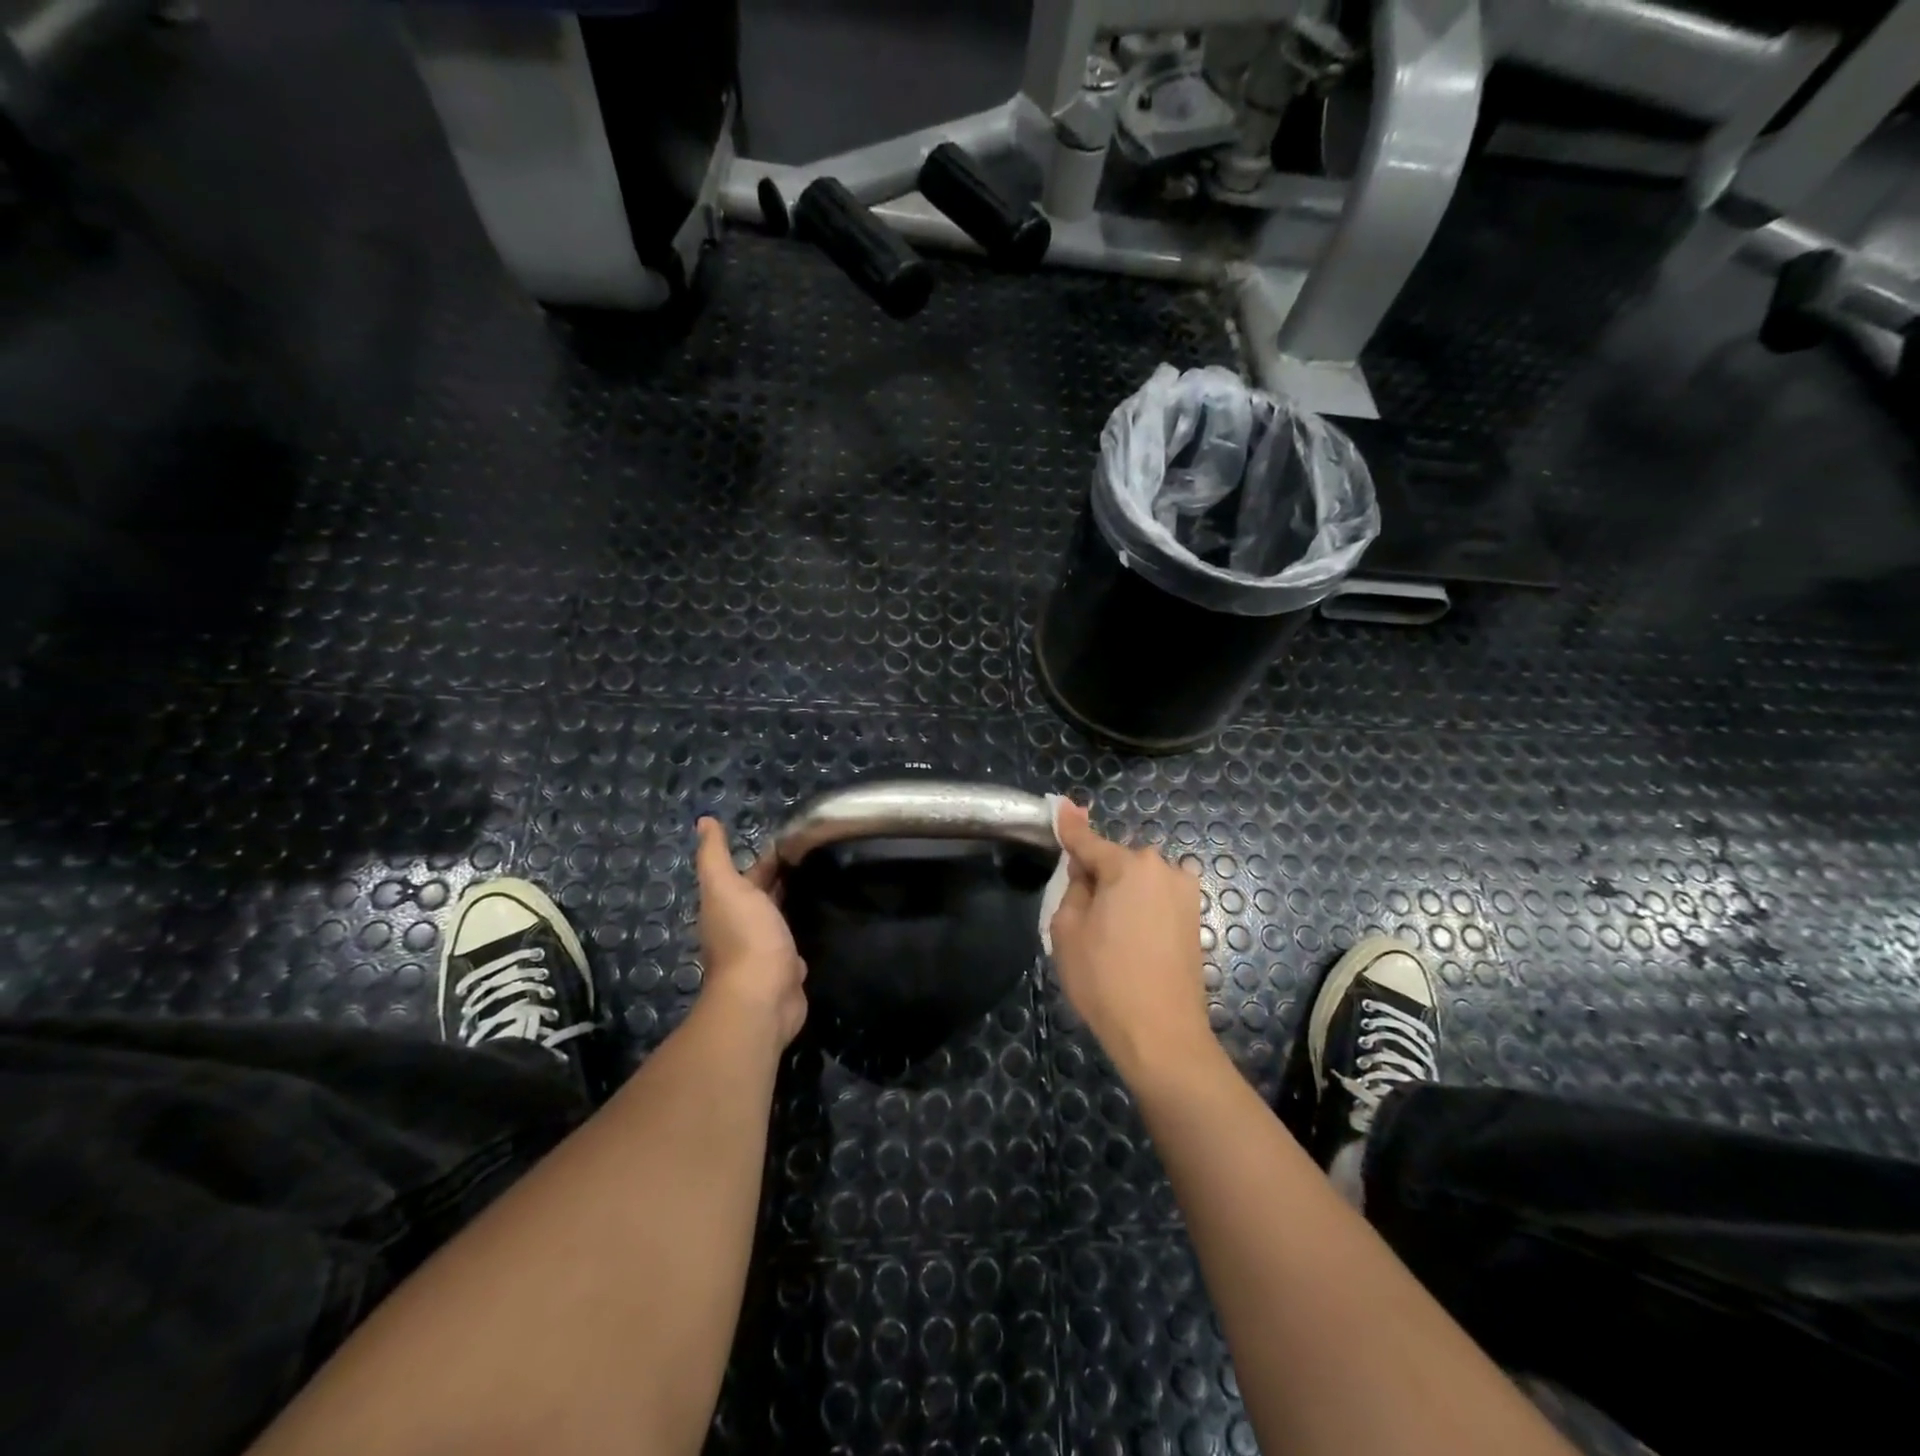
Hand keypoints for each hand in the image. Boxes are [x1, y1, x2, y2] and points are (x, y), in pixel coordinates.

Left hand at [693, 817, 807, 1049]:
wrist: (764, 995)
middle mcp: (743, 925)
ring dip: (793, 901)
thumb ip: (715, 855)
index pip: (749, 872)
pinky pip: (794, 942)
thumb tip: (703, 820)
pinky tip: (820, 919)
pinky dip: (802, 929)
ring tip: (822, 880)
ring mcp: (765, 949)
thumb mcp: (726, 887)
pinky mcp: (786, 968)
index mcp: (728, 904)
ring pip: (779, 917)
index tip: (797, 838)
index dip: (768, 856)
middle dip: (783, 875)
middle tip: (816, 854)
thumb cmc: (746, 936)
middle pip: (764, 894)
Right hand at [1049, 802, 1217, 1087]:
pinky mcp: (1194, 918)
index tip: (1060, 804)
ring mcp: (1185, 894)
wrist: (1161, 1035)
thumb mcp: (1067, 930)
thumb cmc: (1104, 979)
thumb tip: (1084, 867)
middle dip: (1098, 874)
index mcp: (1128, 866)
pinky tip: (1130, 941)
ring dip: (1121, 893)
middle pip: (1116, 861)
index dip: (1069, 827)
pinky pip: (1156, 899)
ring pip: (1138, 881)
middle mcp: (1163, 869)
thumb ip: (1073, 887)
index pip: (1088, 841)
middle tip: (1080, 912)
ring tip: (1107, 934)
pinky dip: (1140, 908)